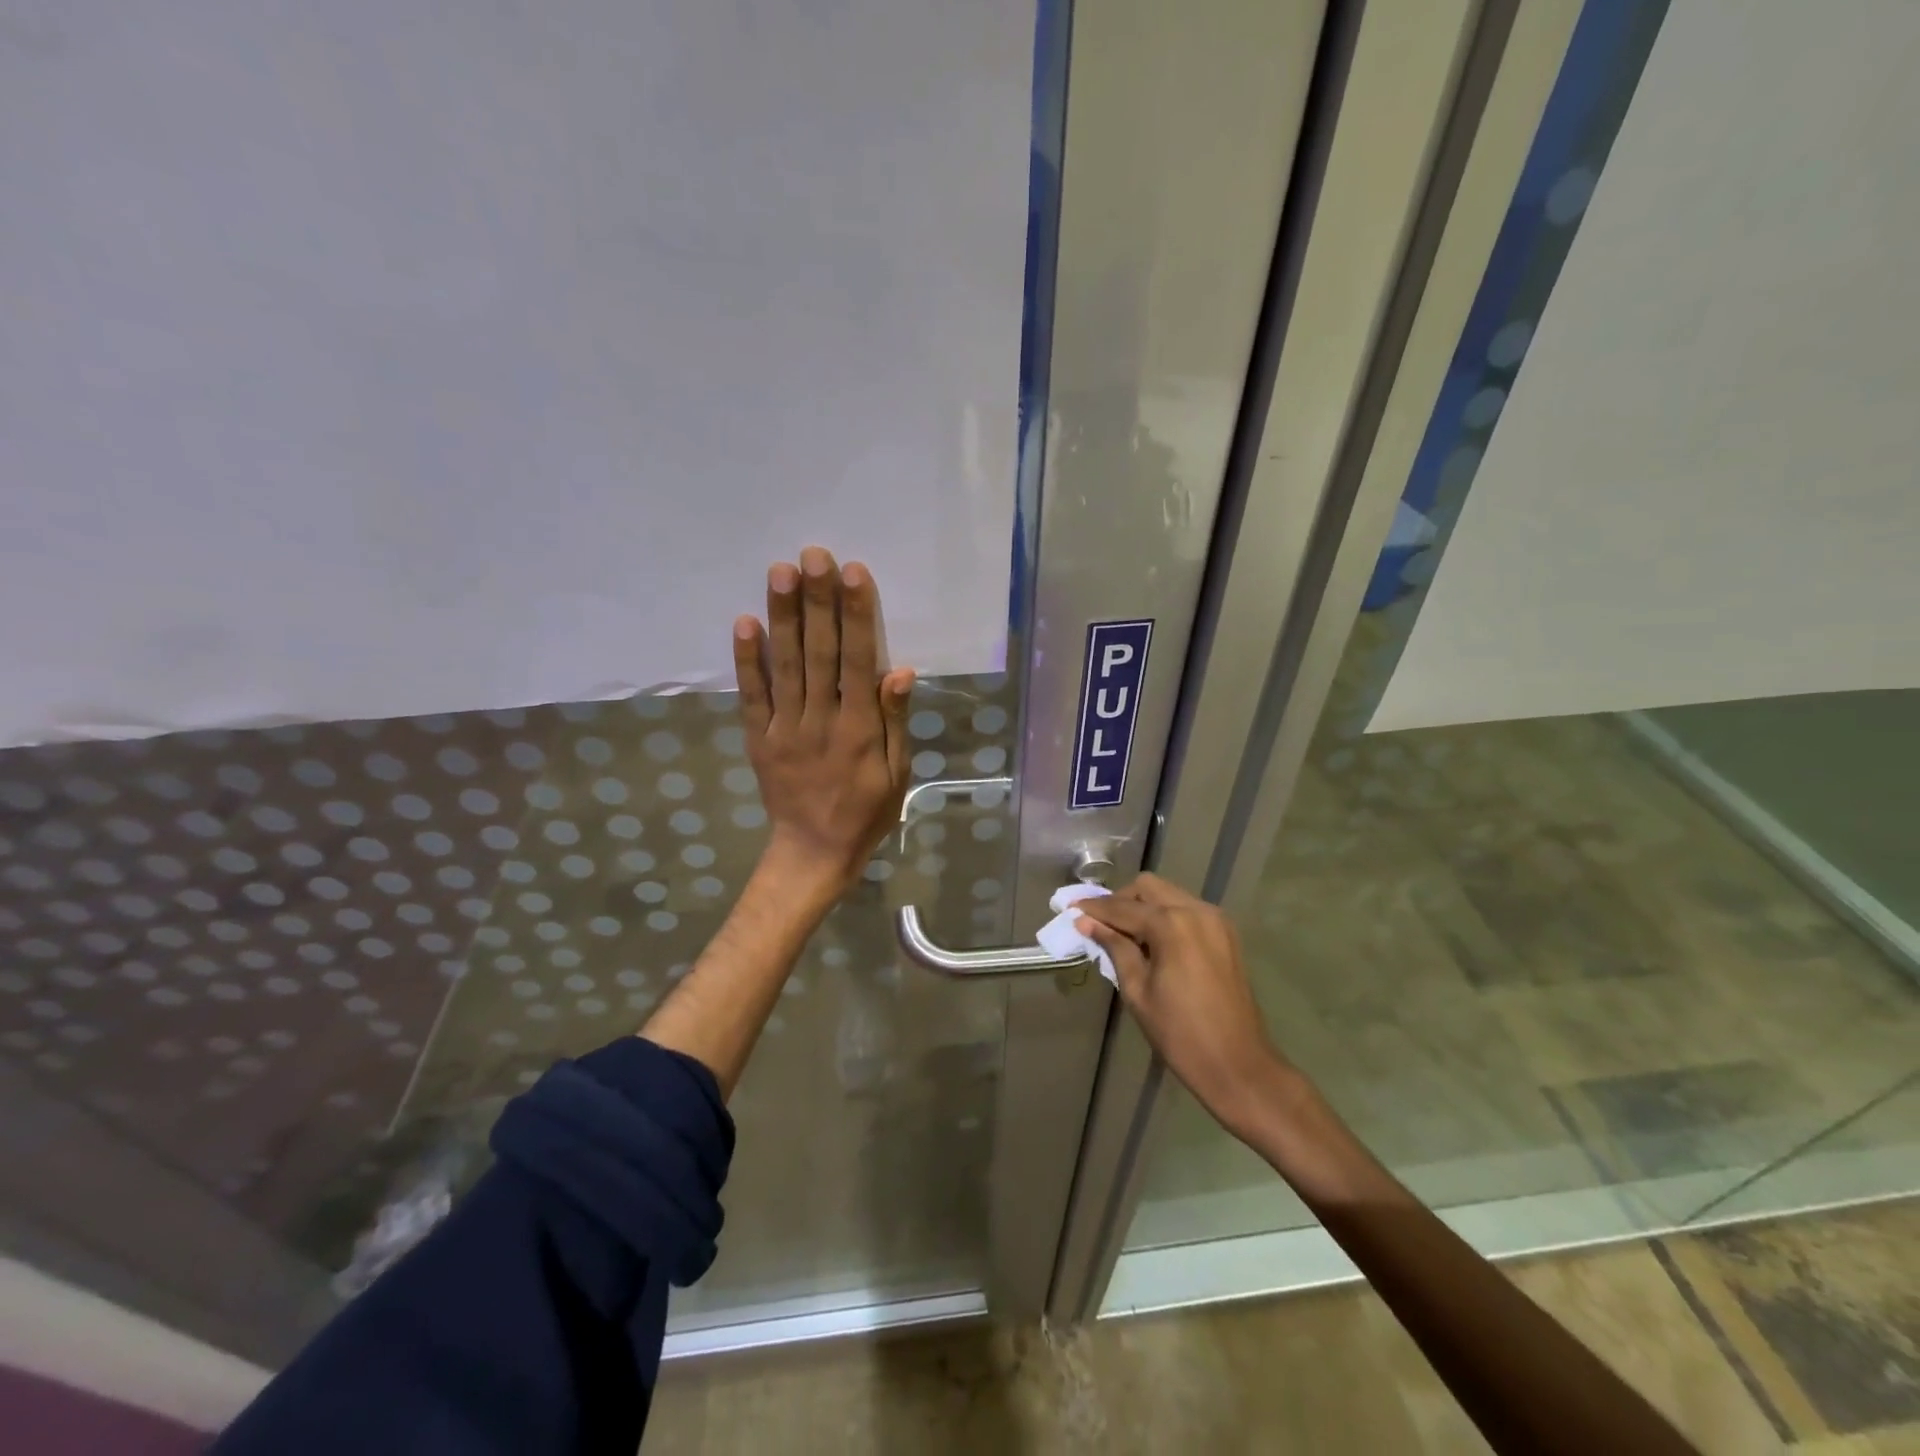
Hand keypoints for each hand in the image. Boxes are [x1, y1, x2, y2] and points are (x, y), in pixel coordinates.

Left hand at [732, 547, 915, 893]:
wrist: (813, 852)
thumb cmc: (866, 812)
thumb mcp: (897, 774)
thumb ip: (895, 721)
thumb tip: (899, 670)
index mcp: (860, 728)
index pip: (859, 660)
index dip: (857, 615)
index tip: (853, 573)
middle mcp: (821, 720)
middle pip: (819, 652)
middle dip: (817, 601)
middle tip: (813, 554)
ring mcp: (785, 727)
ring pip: (785, 665)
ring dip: (783, 616)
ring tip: (780, 572)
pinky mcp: (759, 738)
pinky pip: (752, 695)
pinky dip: (747, 660)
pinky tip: (744, 622)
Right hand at [1076, 874, 1288, 1134]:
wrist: (1238, 1066)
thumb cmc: (1180, 1034)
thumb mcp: (1137, 990)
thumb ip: (1114, 948)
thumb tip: (1086, 922)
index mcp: (1172, 925)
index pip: (1123, 907)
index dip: (1094, 908)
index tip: (1070, 908)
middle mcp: (1196, 910)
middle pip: (1148, 888)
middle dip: (1120, 901)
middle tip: (1098, 923)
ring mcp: (1215, 920)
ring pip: (1169, 895)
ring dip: (1143, 907)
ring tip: (1122, 933)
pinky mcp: (1225, 933)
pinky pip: (1187, 910)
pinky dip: (1165, 916)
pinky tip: (1152, 941)